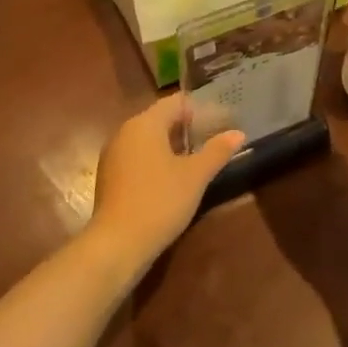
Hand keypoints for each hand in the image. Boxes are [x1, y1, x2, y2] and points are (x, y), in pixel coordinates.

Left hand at [88, 96, 244, 271]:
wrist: (117, 244)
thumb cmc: (160, 201)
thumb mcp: (196, 176)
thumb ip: (217, 151)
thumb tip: (238, 133)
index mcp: (145, 123)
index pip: (176, 103)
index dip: (200, 110)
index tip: (221, 123)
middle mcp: (125, 131)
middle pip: (160, 119)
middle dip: (186, 128)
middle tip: (212, 141)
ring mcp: (113, 154)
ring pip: (147, 139)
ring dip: (171, 145)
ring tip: (196, 161)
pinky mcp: (109, 176)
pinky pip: (137, 156)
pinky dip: (155, 160)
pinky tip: (171, 179)